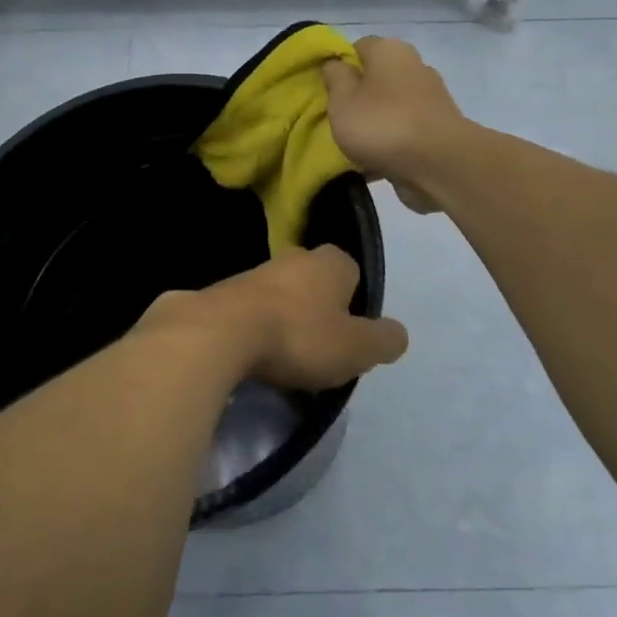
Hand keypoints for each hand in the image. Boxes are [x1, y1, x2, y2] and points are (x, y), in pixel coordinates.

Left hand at [142, 246, 407, 392]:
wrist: (219, 334)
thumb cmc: (299, 336)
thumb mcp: (357, 348)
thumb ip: (383, 340)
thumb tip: (396, 334)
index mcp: (329, 261)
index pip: (351, 272)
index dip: (354, 302)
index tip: (350, 334)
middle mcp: (291, 257)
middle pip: (313, 283)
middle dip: (317, 310)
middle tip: (320, 348)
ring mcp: (252, 273)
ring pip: (279, 296)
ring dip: (283, 321)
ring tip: (284, 359)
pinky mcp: (220, 294)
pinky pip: (248, 313)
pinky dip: (253, 331)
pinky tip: (253, 357)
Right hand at [322, 37, 472, 213]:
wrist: (439, 164)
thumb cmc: (382, 124)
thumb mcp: (342, 100)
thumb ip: (334, 78)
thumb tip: (335, 63)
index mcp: (390, 50)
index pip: (357, 47)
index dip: (339, 67)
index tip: (326, 91)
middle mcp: (414, 66)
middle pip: (376, 78)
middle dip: (357, 97)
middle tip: (338, 119)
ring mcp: (430, 97)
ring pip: (390, 106)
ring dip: (374, 122)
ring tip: (354, 147)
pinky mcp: (438, 127)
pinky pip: (404, 130)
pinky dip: (391, 142)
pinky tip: (375, 162)